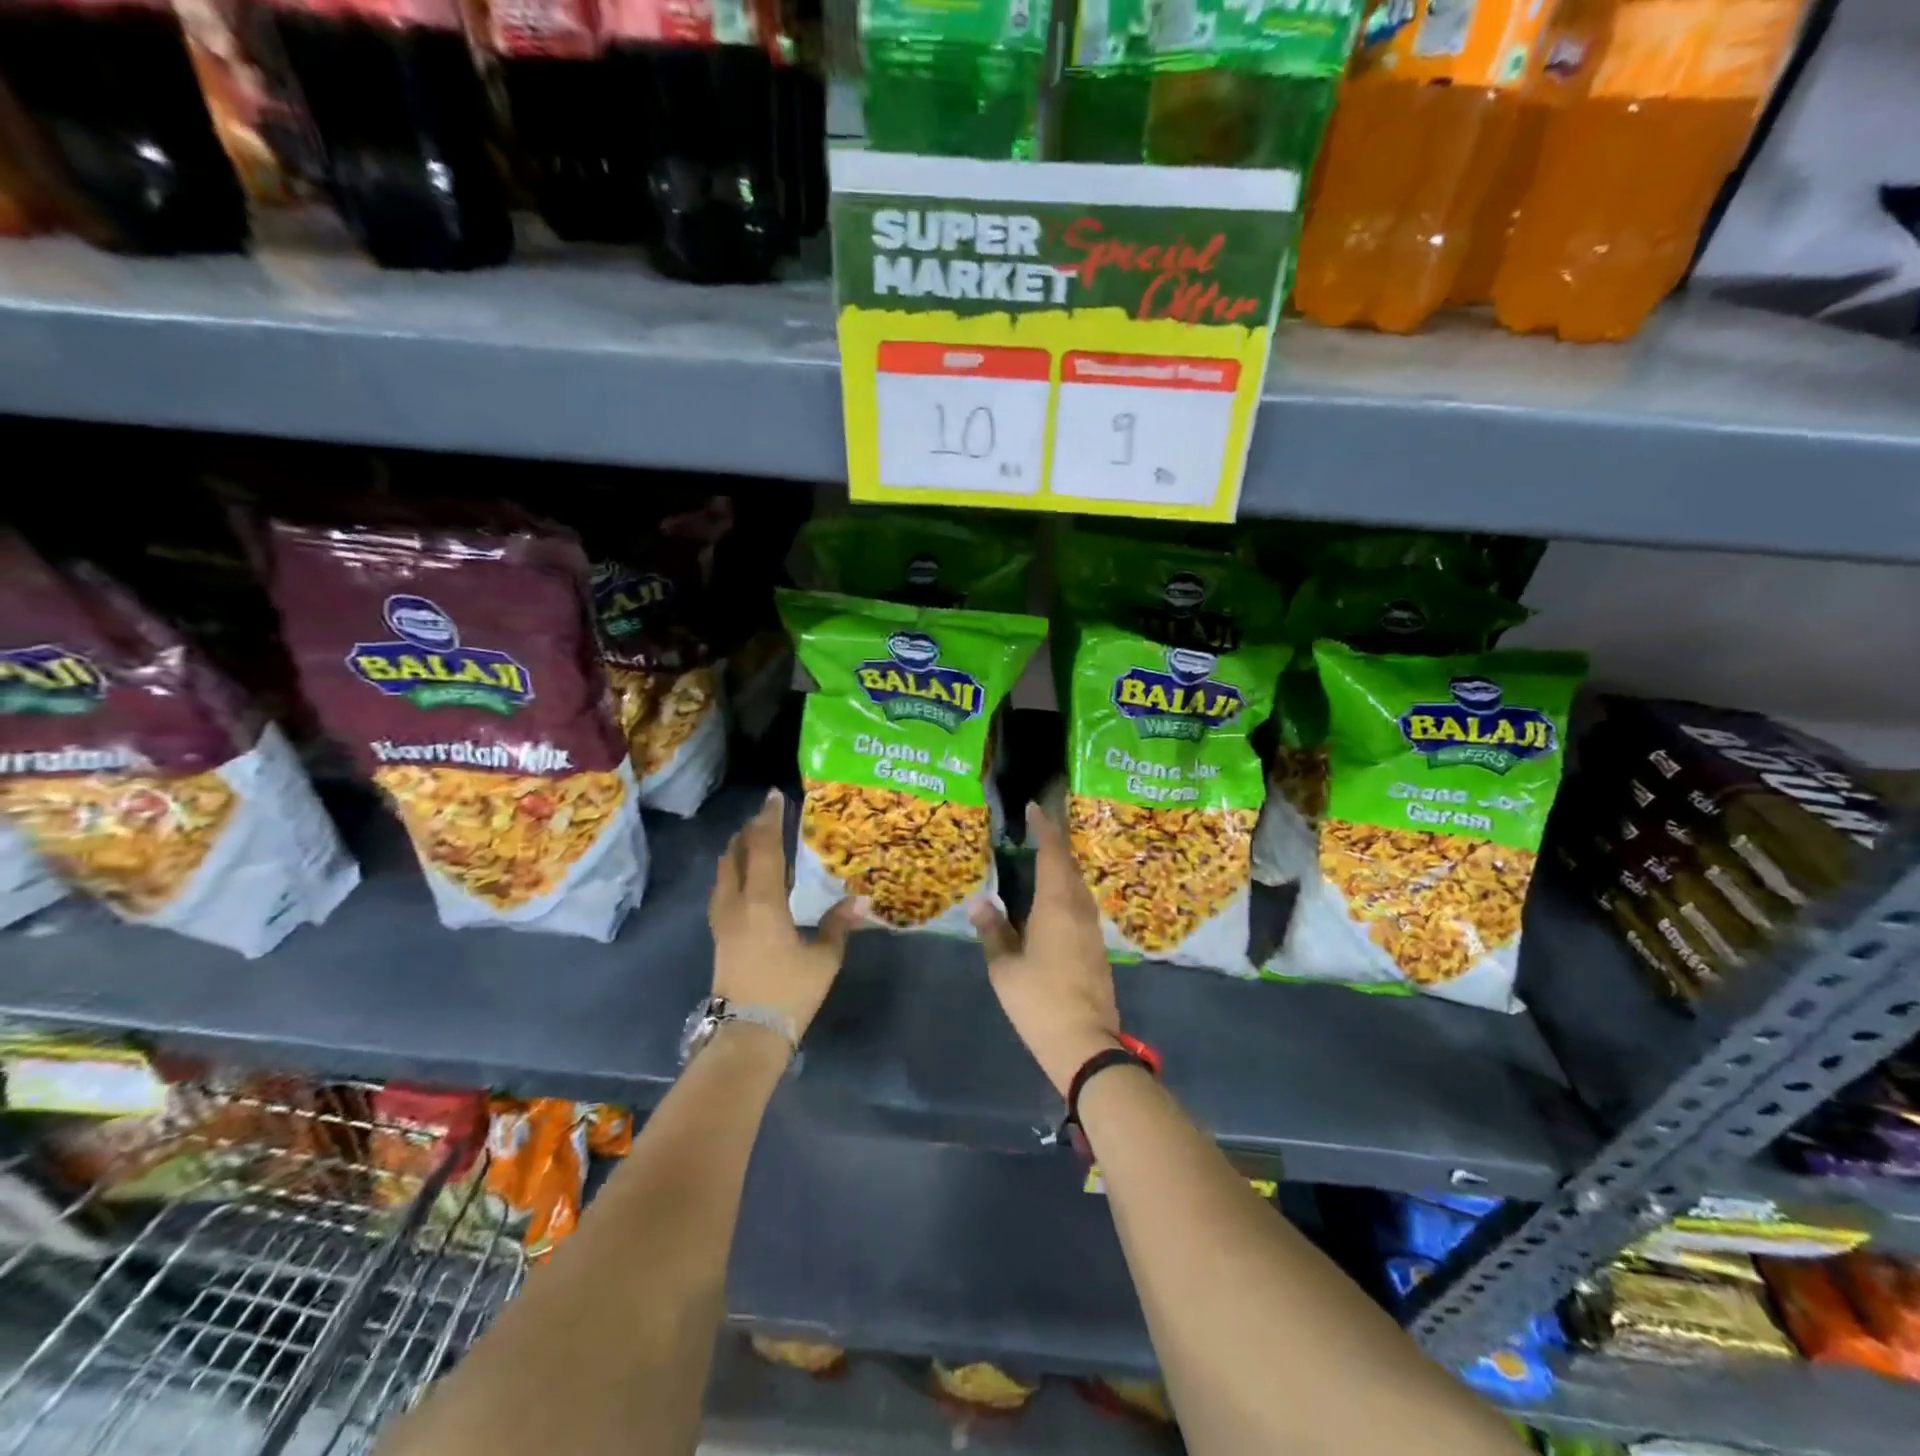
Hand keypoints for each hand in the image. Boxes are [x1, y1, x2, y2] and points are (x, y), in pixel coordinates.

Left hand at [709, 789, 864, 1040]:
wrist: (746, 1036)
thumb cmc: (788, 993)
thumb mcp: (824, 959)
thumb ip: (839, 925)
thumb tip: (861, 900)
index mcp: (763, 902)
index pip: (764, 849)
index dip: (770, 820)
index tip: (774, 796)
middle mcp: (737, 903)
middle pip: (737, 854)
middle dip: (750, 830)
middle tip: (766, 814)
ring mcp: (722, 920)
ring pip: (723, 871)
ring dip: (736, 849)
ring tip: (751, 838)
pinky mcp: (718, 935)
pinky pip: (721, 889)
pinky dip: (731, 871)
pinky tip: (741, 877)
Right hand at [970, 803, 1121, 1098]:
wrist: (1085, 1043)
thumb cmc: (1039, 1001)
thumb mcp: (1004, 967)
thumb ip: (992, 931)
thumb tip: (980, 902)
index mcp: (1057, 905)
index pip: (1053, 854)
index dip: (1045, 828)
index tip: (1035, 808)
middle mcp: (1080, 909)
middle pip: (1069, 866)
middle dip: (1055, 844)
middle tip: (1035, 829)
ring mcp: (1092, 929)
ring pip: (1078, 886)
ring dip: (1062, 868)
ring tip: (1040, 860)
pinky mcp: (1097, 947)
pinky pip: (1080, 904)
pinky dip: (1066, 891)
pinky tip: (1052, 900)